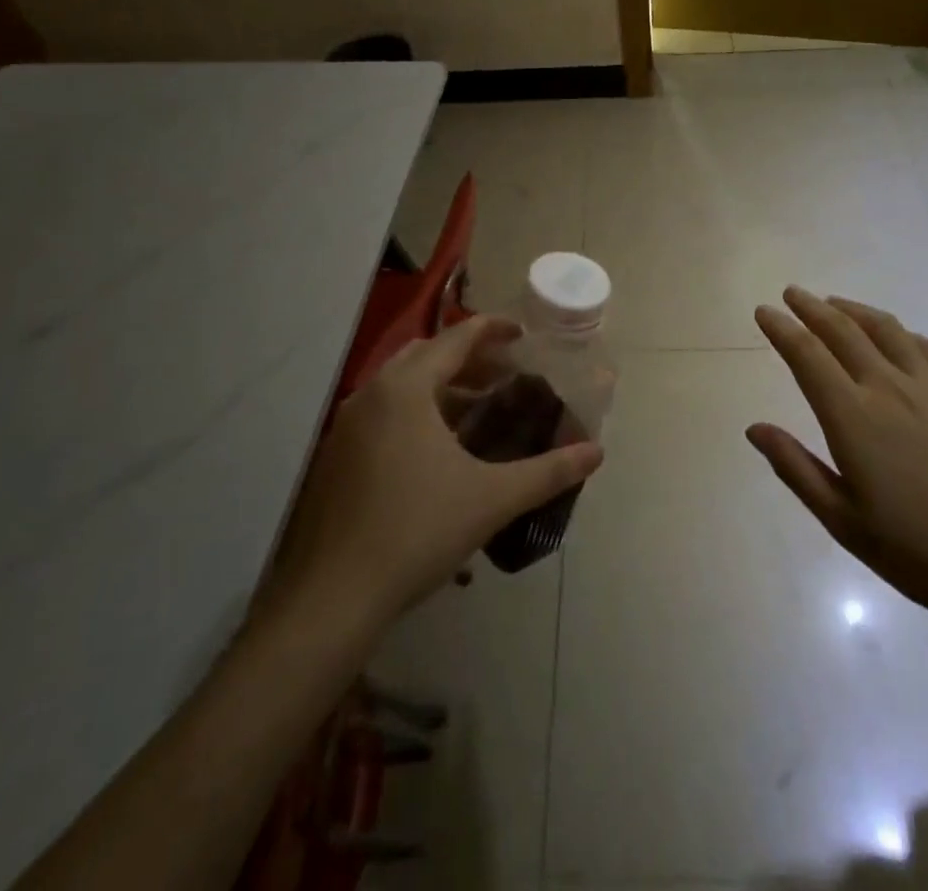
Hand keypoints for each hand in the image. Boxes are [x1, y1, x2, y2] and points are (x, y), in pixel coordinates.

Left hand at [263, 316, 603, 627]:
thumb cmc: (417, 532)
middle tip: (505, 372)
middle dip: (468, 357)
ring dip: (441, 385)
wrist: (332, 598)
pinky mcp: (335, 456)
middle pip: (426, 355)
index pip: (455, 339)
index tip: (522, 333)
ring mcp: (346, 426)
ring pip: (400, 385)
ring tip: (478, 406)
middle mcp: (371, 394)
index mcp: (405, 389)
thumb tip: (596, 452)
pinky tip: (438, 448)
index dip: (492, 330)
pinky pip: (382, 412)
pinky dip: (415, 411)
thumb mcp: (492, 499)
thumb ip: (548, 471)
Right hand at [749, 286, 927, 627]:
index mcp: (852, 417)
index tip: (764, 311)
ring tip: (836, 303)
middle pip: (843, 330)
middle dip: (811, 307)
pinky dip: (901, 332)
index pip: (806, 355)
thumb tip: (754, 428)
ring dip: (854, 310)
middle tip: (792, 293)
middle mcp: (889, 387)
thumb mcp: (842, 521)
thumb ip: (795, 468)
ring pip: (887, 329)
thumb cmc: (919, 552)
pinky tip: (897, 337)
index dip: (781, 328)